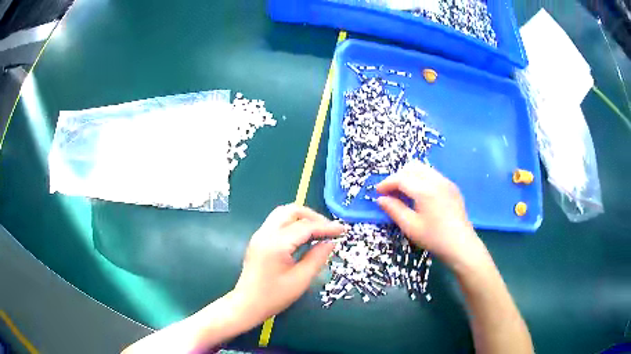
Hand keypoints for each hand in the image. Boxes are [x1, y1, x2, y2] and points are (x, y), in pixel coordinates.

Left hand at [232, 204, 344, 325]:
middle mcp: (265, 233)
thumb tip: (331, 242)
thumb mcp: (301, 280)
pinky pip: (278, 223)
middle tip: (329, 230)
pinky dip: (293, 224)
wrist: (247, 304)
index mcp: (276, 243)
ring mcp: (260, 235)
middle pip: (291, 211)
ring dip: (302, 218)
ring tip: (319, 231)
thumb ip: (317, 258)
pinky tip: (304, 237)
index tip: (343, 230)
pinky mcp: (259, 240)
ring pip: (283, 214)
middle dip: (313, 216)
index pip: (305, 226)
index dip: (326, 227)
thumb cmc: (274, 296)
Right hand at [376, 161, 487, 270]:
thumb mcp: (410, 226)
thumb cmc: (434, 238)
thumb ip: (394, 209)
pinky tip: (419, 195)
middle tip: (390, 192)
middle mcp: (437, 180)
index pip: (401, 178)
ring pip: (423, 169)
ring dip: (410, 176)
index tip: (377, 192)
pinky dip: (421, 179)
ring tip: (403, 193)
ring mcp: (446, 182)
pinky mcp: (452, 187)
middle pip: (412, 167)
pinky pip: (433, 175)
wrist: (461, 245)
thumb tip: (381, 199)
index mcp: (425, 190)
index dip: (387, 183)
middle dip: (398, 176)